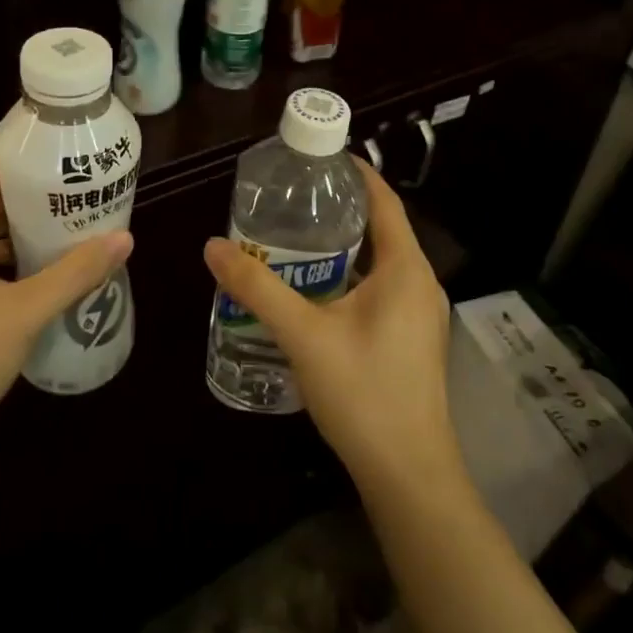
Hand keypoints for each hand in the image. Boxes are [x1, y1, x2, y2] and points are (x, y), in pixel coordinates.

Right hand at [202, 158, 465, 506]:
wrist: (408, 474)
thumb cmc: (363, 393)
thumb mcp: (303, 335)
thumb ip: (257, 288)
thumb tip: (213, 246)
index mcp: (405, 269)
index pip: (384, 201)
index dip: (356, 173)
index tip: (319, 157)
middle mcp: (420, 283)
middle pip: (381, 229)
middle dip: (339, 210)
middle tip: (292, 198)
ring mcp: (420, 315)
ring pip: (379, 263)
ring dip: (342, 247)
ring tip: (294, 239)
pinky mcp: (412, 339)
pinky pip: (380, 290)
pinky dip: (349, 277)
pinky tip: (313, 292)